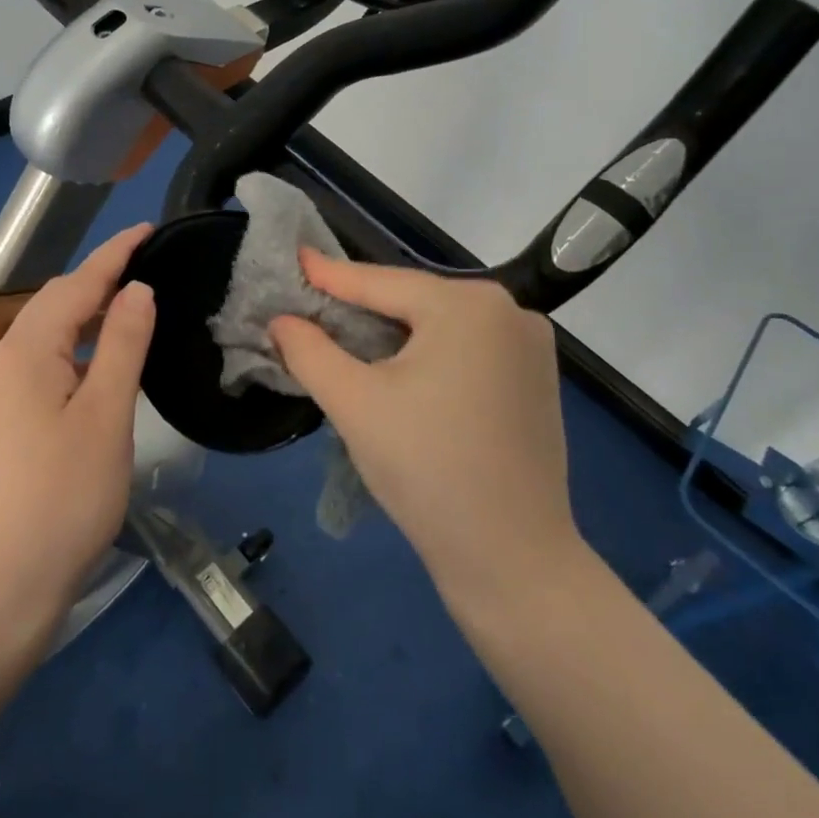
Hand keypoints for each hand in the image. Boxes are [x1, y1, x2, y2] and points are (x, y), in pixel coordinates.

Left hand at [0, 224, 155, 623]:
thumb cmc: (67, 495)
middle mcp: (2, 361)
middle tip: (147, 265)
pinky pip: (41, 361)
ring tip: (130, 306)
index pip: (75, 284)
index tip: (148, 229)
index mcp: (26, 351)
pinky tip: (99, 360)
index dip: (114, 254)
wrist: (7, 581)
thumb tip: (136, 290)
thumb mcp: (107, 414)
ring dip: (87, 313)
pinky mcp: (2, 418)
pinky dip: (74, 347)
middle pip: (55, 303)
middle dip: (99, 279)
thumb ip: (123, 344)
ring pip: (46, 333)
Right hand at [270, 251, 585, 612]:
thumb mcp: (354, 403)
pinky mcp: (536, 381)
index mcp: (468, 305)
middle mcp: (508, 311)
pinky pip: (466, 351)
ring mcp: (530, 347)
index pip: (380, 283)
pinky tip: (399, 371)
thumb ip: (309, 351)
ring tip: (344, 339)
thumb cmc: (426, 468)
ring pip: (439, 327)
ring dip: (392, 333)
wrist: (512, 559)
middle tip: (311, 310)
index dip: (329, 276)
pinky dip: (426, 354)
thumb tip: (282, 320)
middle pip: (413, 302)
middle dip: (360, 309)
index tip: (293, 258)